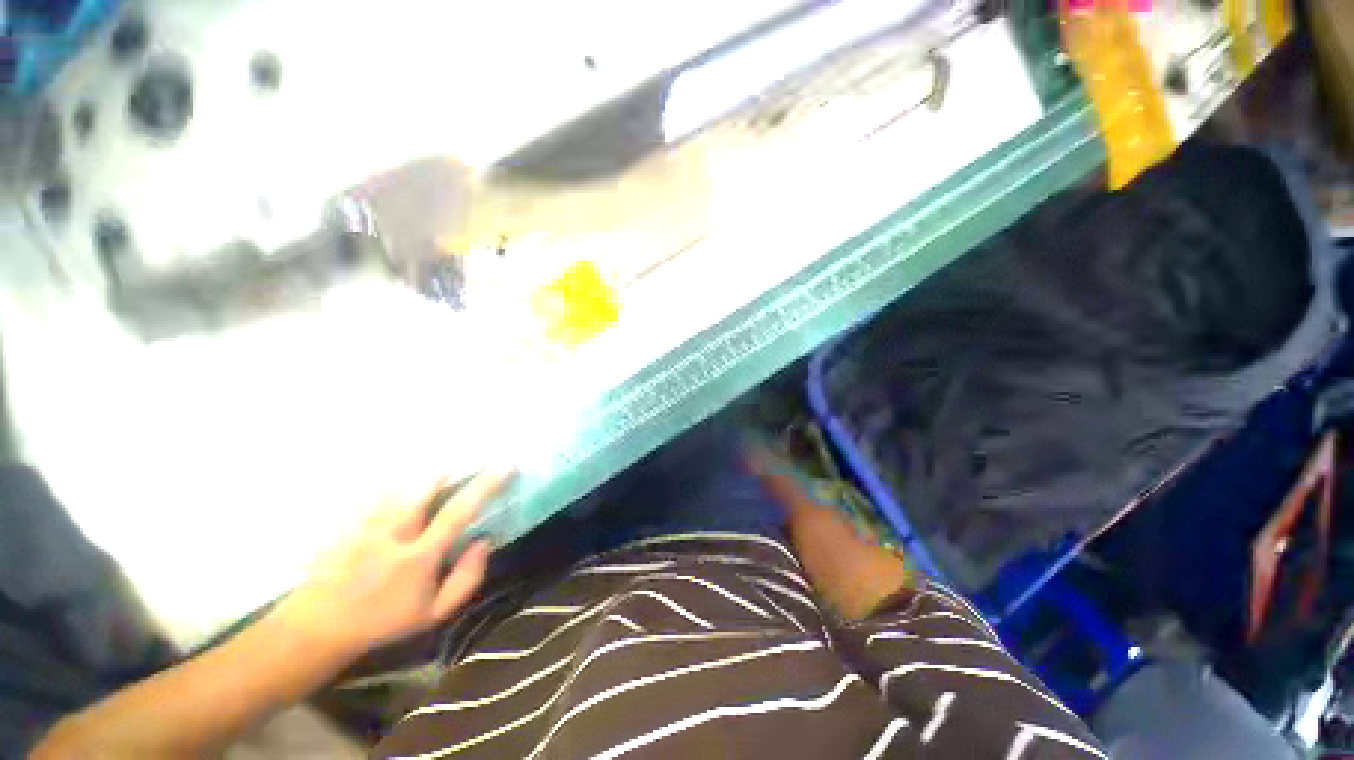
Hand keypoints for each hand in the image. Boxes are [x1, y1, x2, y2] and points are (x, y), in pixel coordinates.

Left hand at [271, 470, 510, 660]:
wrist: (317, 630)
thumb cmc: (383, 623)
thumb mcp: (434, 614)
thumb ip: (466, 578)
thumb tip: (485, 541)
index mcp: (419, 556)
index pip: (458, 512)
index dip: (485, 486)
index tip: (505, 466)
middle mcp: (393, 534)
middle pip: (424, 487)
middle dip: (447, 472)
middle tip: (461, 468)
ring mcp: (366, 526)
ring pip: (400, 485)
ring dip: (420, 477)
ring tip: (433, 474)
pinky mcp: (346, 523)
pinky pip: (375, 492)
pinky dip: (392, 484)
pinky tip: (398, 485)